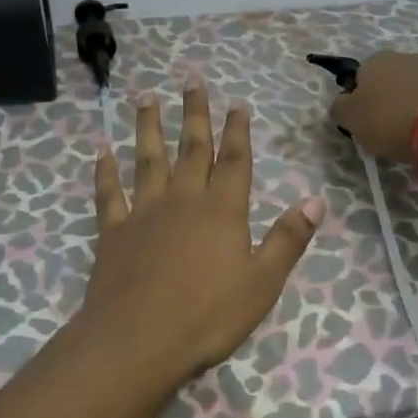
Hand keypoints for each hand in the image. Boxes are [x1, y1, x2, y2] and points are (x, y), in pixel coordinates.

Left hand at [81, 77, 324, 380]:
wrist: (138, 340)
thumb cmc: (208, 316)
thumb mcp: (262, 283)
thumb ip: (288, 239)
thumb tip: (316, 199)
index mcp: (222, 211)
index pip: (234, 160)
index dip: (237, 130)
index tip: (236, 102)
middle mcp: (183, 200)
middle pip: (191, 148)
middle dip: (194, 112)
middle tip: (191, 78)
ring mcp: (144, 212)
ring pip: (147, 159)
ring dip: (148, 126)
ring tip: (145, 95)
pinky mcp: (114, 231)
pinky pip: (109, 193)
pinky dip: (105, 170)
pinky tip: (102, 150)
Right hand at [328, 51, 417, 161]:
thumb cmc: (390, 120)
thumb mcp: (350, 119)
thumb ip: (339, 108)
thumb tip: (342, 104)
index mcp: (375, 60)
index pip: (359, 77)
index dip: (359, 100)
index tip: (364, 122)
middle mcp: (406, 56)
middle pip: (390, 80)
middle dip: (388, 100)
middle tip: (388, 129)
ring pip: (416, 88)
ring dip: (413, 104)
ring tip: (415, 133)